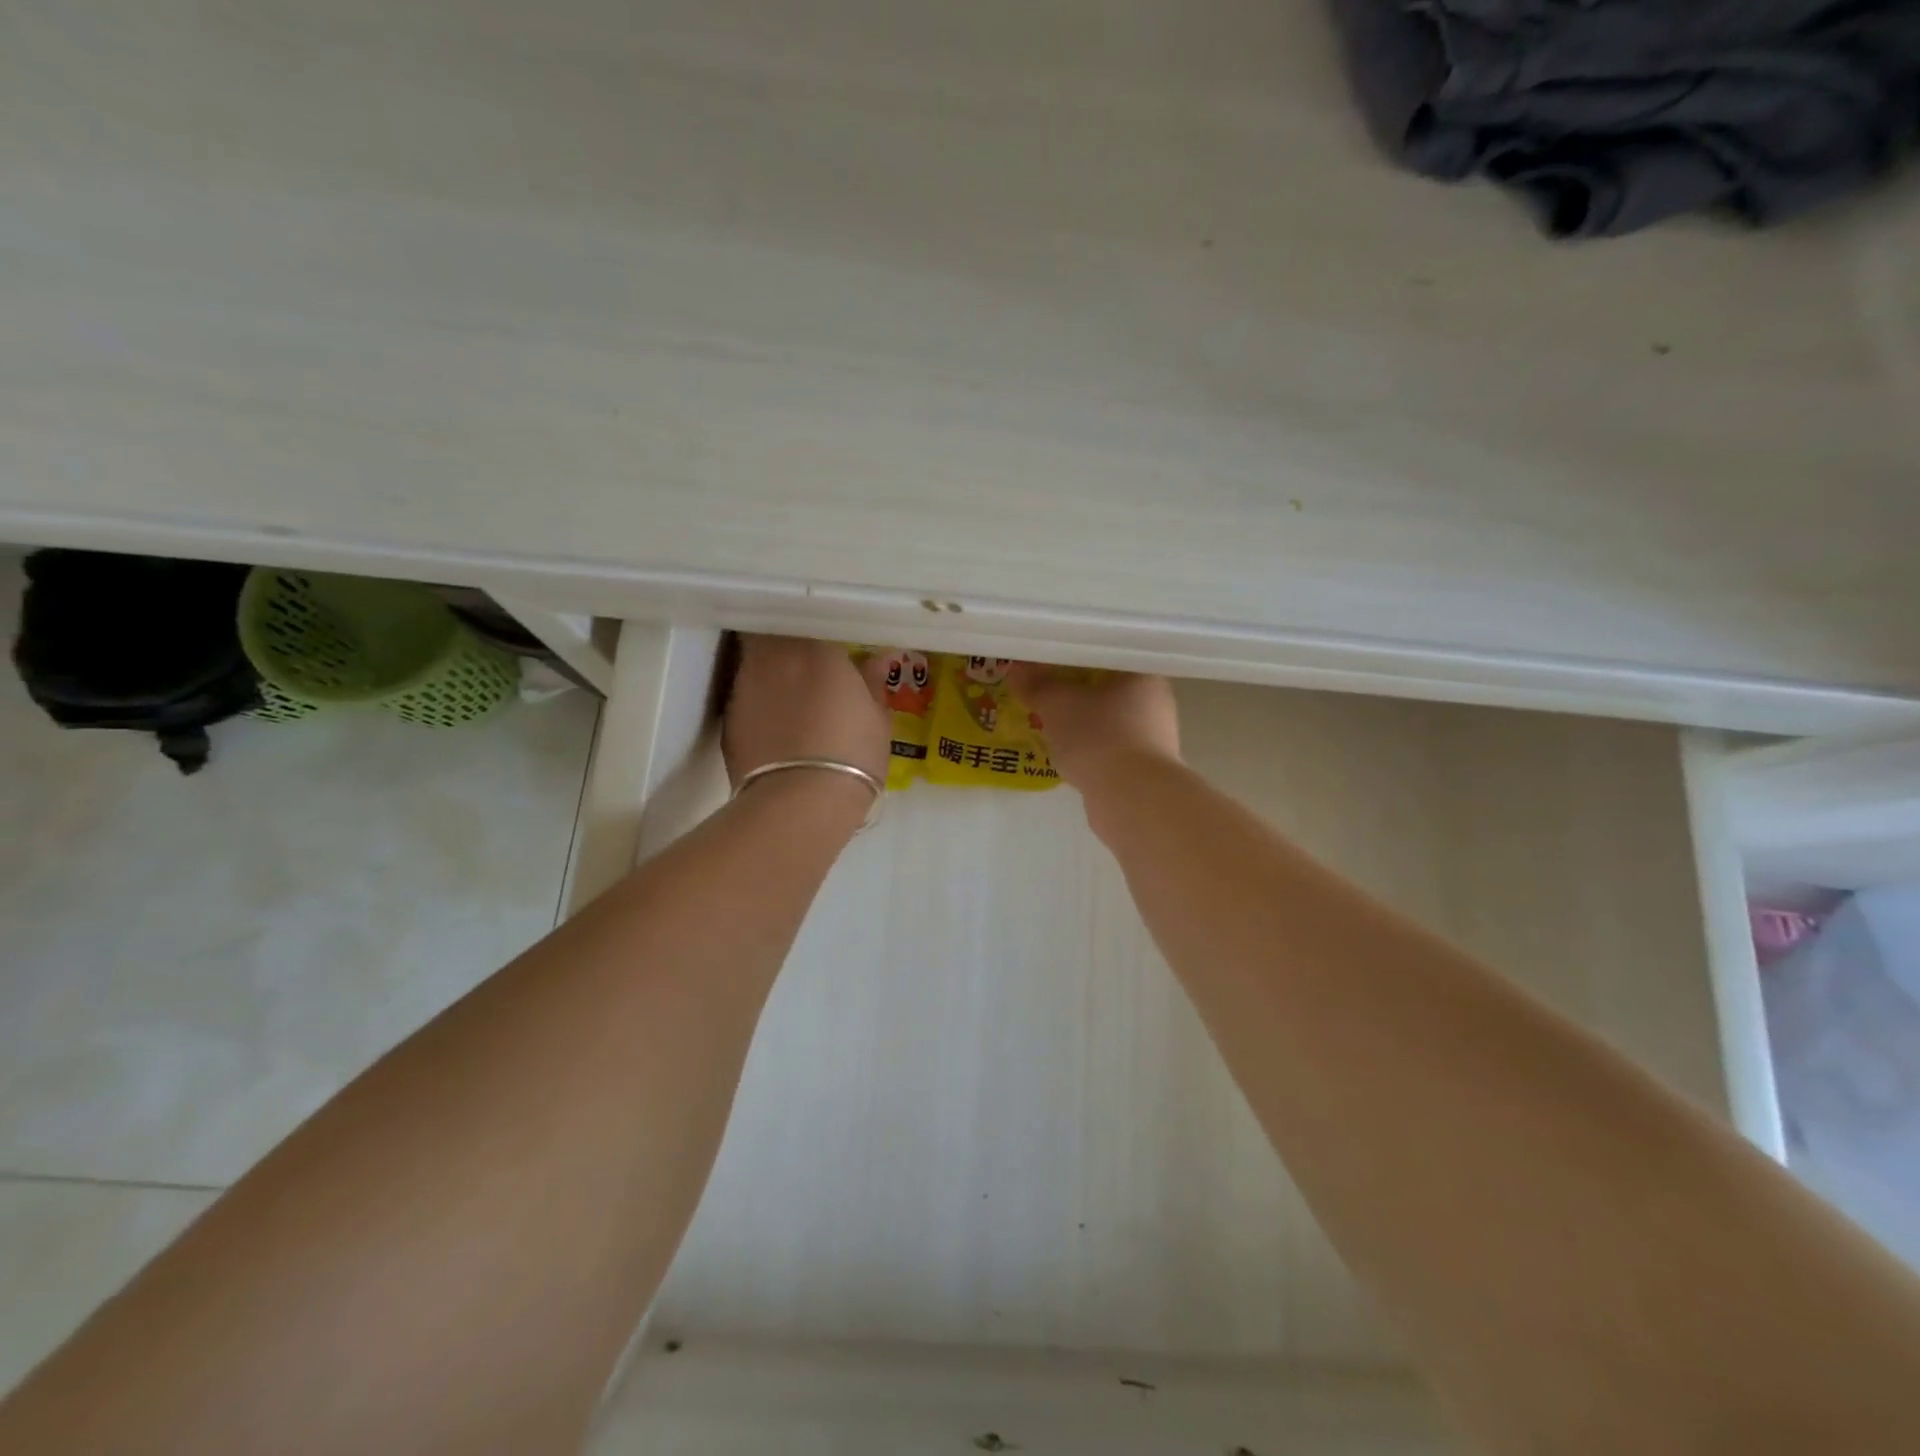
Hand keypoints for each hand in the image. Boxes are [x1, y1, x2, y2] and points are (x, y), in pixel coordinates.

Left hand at [722, 635, 892, 789]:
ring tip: (788, 693)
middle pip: (771, 634)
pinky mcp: (728, 719)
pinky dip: (758, 702)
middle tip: (804, 662)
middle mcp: (775, 657)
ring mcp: (745, 687)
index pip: (808, 619)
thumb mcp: (877, 719)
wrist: (801, 802)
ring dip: (768, 670)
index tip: (826, 642)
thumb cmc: (852, 755)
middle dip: (784, 642)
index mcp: (816, 649)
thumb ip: (873, 683)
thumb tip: (880, 658)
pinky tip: (774, 724)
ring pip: (753, 662)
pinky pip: (744, 697)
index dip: (814, 630)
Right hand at [1007, 666, 1180, 790]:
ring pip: (1108, 721)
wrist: (1130, 798)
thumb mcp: (1057, 704)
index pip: (1107, 655)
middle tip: (1044, 692)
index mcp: (1144, 674)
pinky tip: (1067, 755)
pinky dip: (1089, 750)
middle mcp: (1156, 702)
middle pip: (1108, 689)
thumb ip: (1036, 685)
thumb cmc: (1098, 736)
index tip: (1049, 664)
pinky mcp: (1144, 770)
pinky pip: (1109, 749)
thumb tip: (1015, 670)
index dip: (1075, 658)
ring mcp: (1154, 739)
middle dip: (1076, 692)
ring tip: (1050, 724)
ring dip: (1082, 723)